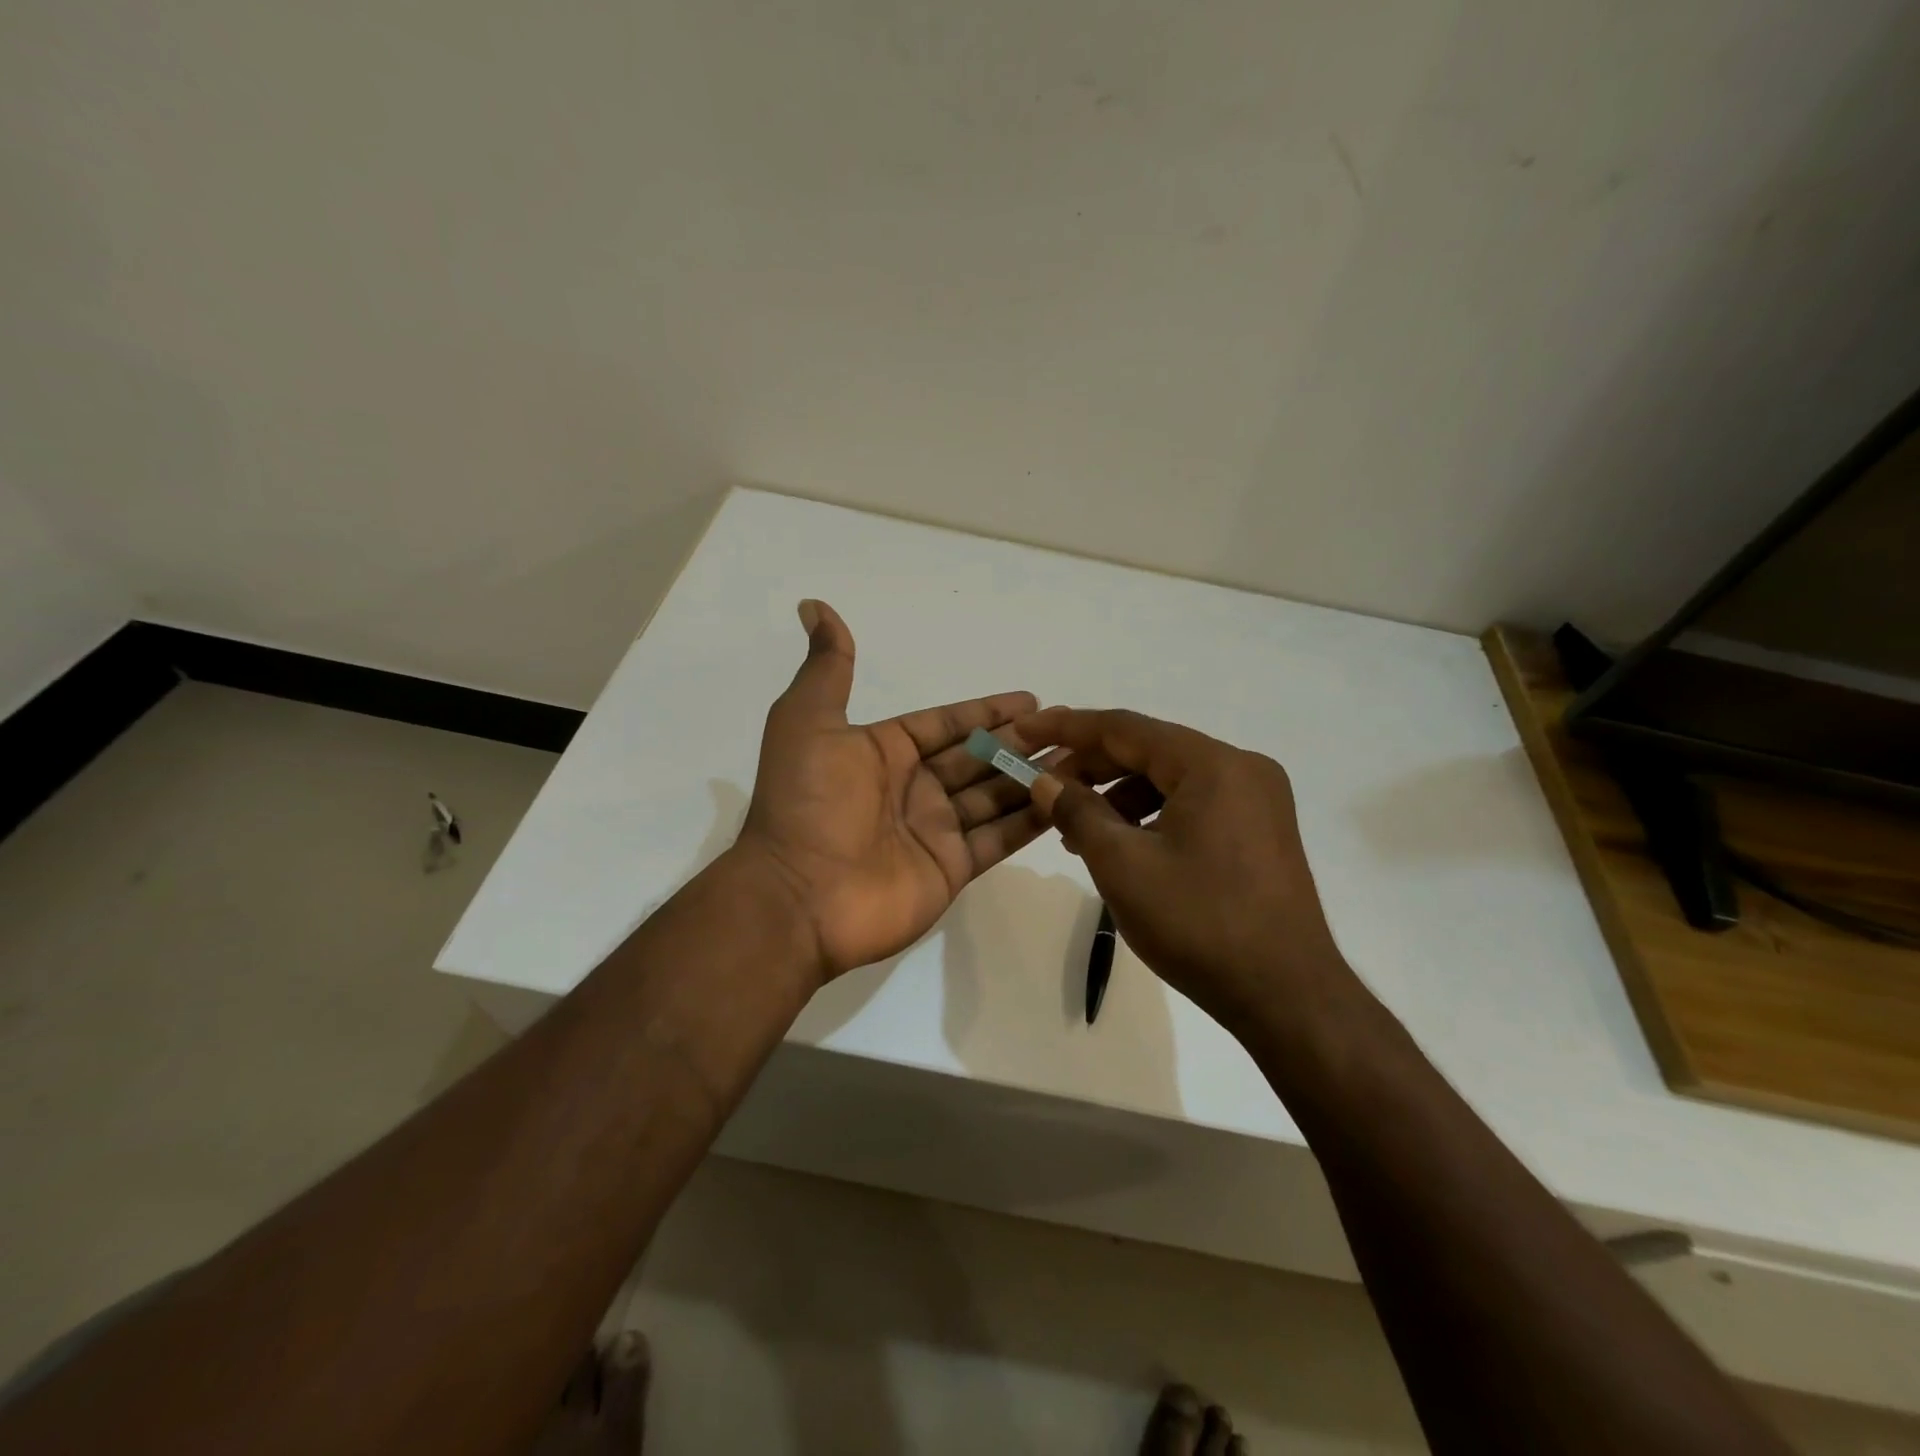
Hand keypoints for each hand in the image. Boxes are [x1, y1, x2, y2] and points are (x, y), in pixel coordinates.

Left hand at [735, 600, 1054, 983]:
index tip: (1029, 698)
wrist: (798, 897)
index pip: (945, 724)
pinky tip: (1065, 802)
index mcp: (884, 752)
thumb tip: (814, 606)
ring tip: (1078, 758)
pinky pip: (999, 838)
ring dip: (1033, 777)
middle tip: (1068, 726)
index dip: (985, 710)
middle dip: (1020, 742)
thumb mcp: (808, 721)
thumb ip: (827, 669)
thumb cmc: (807, 803)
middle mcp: (914, 789)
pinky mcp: (951, 869)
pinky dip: (1031, 821)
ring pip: (995, 795)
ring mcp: (935, 830)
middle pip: (977, 758)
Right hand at [1019, 707, 1351, 1034]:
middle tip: (1043, 786)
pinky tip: (1121, 844)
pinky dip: (1151, 814)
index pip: (1126, 727)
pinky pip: (1193, 803)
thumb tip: (1044, 779)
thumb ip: (1077, 811)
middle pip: (1150, 750)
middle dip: (1092, 766)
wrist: (1287, 997)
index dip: (1068, 727)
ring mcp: (1257, 799)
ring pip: (1170, 779)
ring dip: (1118, 795)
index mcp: (1213, 765)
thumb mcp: (1123, 865)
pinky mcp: (1260, 830)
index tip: (1025, 730)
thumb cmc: (1199, 924)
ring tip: (1075, 828)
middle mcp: (1241, 768)